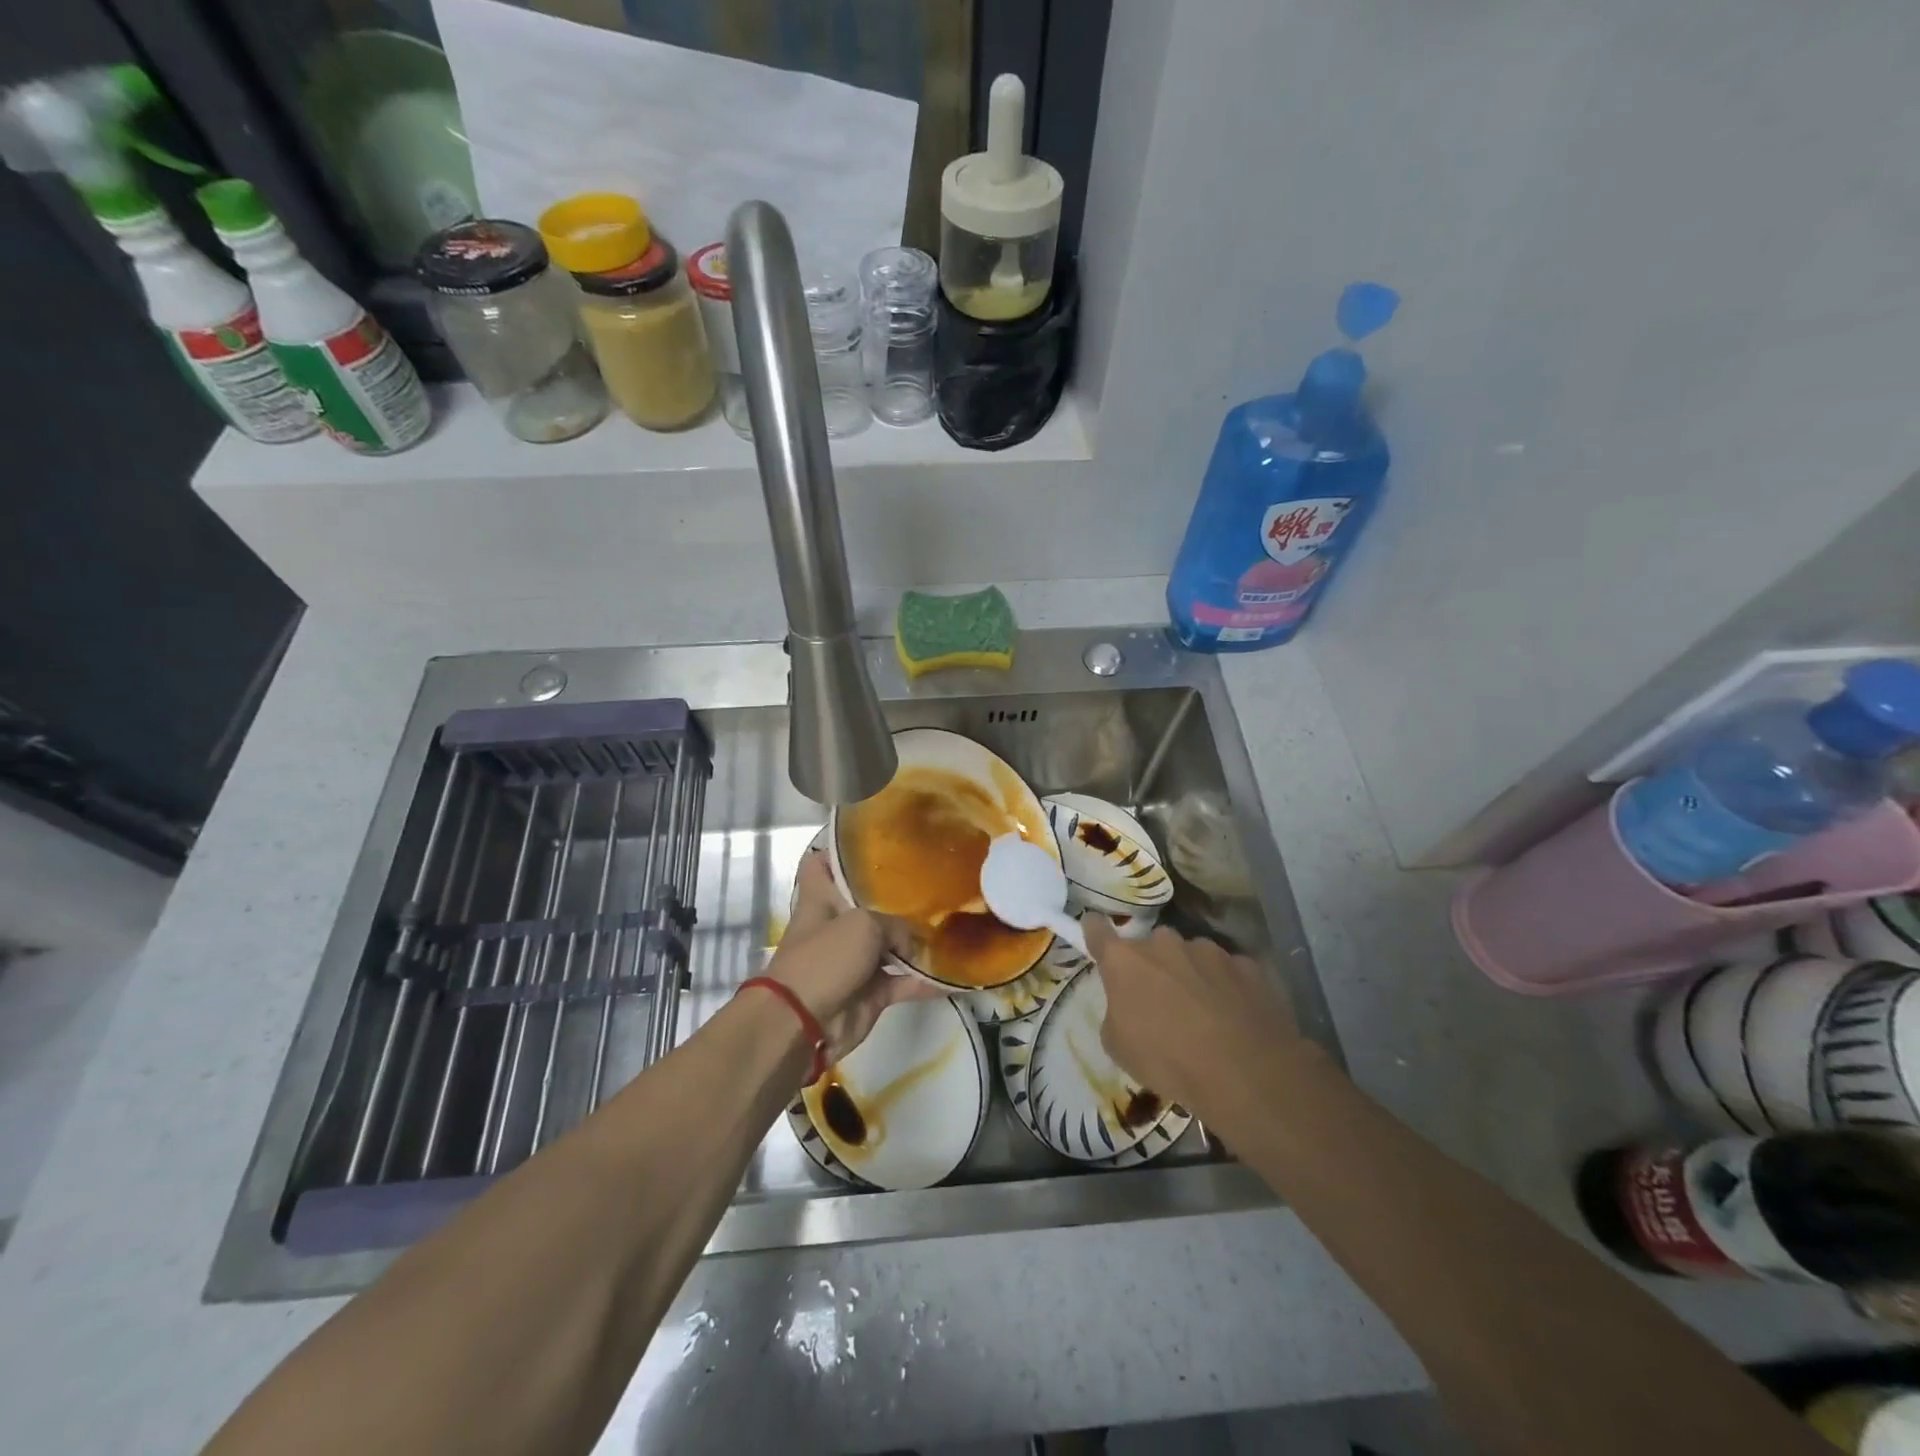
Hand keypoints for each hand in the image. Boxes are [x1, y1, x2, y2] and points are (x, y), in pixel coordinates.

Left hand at [767, 851, 943, 1060]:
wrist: (803, 1025)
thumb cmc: (824, 959)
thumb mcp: (862, 925)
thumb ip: (895, 925)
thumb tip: (913, 943)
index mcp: (821, 899)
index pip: (820, 863)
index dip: (838, 850)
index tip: (871, 840)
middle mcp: (837, 925)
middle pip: (866, 902)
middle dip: (895, 894)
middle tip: (932, 877)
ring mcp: (854, 960)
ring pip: (890, 943)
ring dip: (917, 938)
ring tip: (952, 919)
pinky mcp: (871, 992)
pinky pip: (904, 981)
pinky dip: (926, 980)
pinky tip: (955, 973)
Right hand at [1086, 919, 1313, 1124]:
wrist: (1245, 1075)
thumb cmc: (1168, 1061)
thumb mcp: (1119, 1048)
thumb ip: (1116, 1013)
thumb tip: (1128, 1007)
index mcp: (1125, 960)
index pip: (1098, 929)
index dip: (1095, 932)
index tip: (1096, 936)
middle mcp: (1165, 943)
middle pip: (1151, 945)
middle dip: (1153, 965)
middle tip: (1160, 1000)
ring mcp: (1209, 950)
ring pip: (1192, 955)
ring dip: (1191, 974)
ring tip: (1204, 1014)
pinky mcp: (1247, 965)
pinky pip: (1228, 971)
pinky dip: (1226, 987)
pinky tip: (1235, 1017)